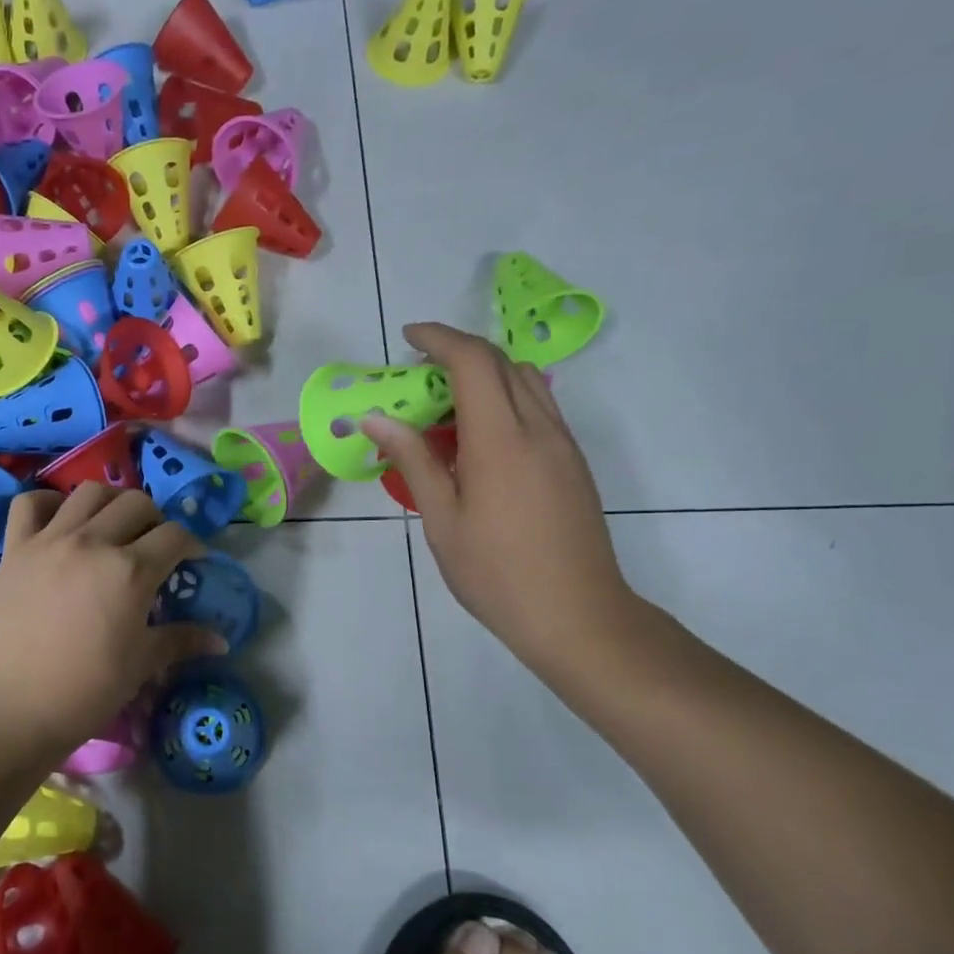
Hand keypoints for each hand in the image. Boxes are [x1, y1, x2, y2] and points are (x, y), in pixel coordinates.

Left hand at [0, 485, 225, 757]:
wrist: (11, 709)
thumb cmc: (85, 691)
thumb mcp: (141, 665)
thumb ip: (181, 641)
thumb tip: (221, 640)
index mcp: (130, 571)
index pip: (175, 536)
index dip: (191, 545)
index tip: (192, 561)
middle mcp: (93, 542)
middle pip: (137, 502)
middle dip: (154, 519)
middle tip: (152, 545)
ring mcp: (50, 540)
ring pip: (89, 491)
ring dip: (110, 502)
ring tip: (112, 525)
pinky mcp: (15, 548)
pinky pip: (29, 503)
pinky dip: (47, 502)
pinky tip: (59, 520)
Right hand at [364, 322, 640, 674]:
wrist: (578, 616)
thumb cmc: (496, 573)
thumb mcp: (441, 520)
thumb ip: (413, 460)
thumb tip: (375, 417)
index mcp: (500, 440)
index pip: (473, 362)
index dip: (439, 339)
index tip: (408, 338)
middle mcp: (539, 428)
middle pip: (501, 362)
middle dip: (457, 353)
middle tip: (418, 375)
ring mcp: (563, 444)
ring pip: (526, 381)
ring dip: (484, 374)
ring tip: (445, 404)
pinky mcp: (573, 462)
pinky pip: (539, 407)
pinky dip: (505, 398)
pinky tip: (478, 438)